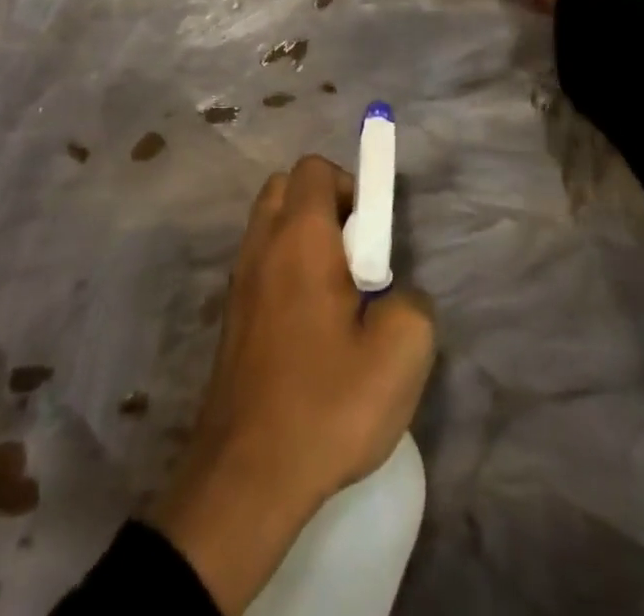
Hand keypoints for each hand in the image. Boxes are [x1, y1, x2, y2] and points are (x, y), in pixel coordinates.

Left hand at [152, 156, 435, 613]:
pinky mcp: (231, 315)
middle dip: (325, 205)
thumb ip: (412, 303)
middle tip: (356, 257)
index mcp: (299, 236)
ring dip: (304, 238)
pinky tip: (310, 327)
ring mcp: (239, 279)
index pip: (315, 169)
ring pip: (270, 225)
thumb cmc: (325, 403)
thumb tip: (396, 295)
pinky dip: (285, 270)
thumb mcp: (401, 354)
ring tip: (337, 295)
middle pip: (287, 188)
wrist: (245, 475)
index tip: (374, 236)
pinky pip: (261, 263)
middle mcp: (262, 244)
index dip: (351, 186)